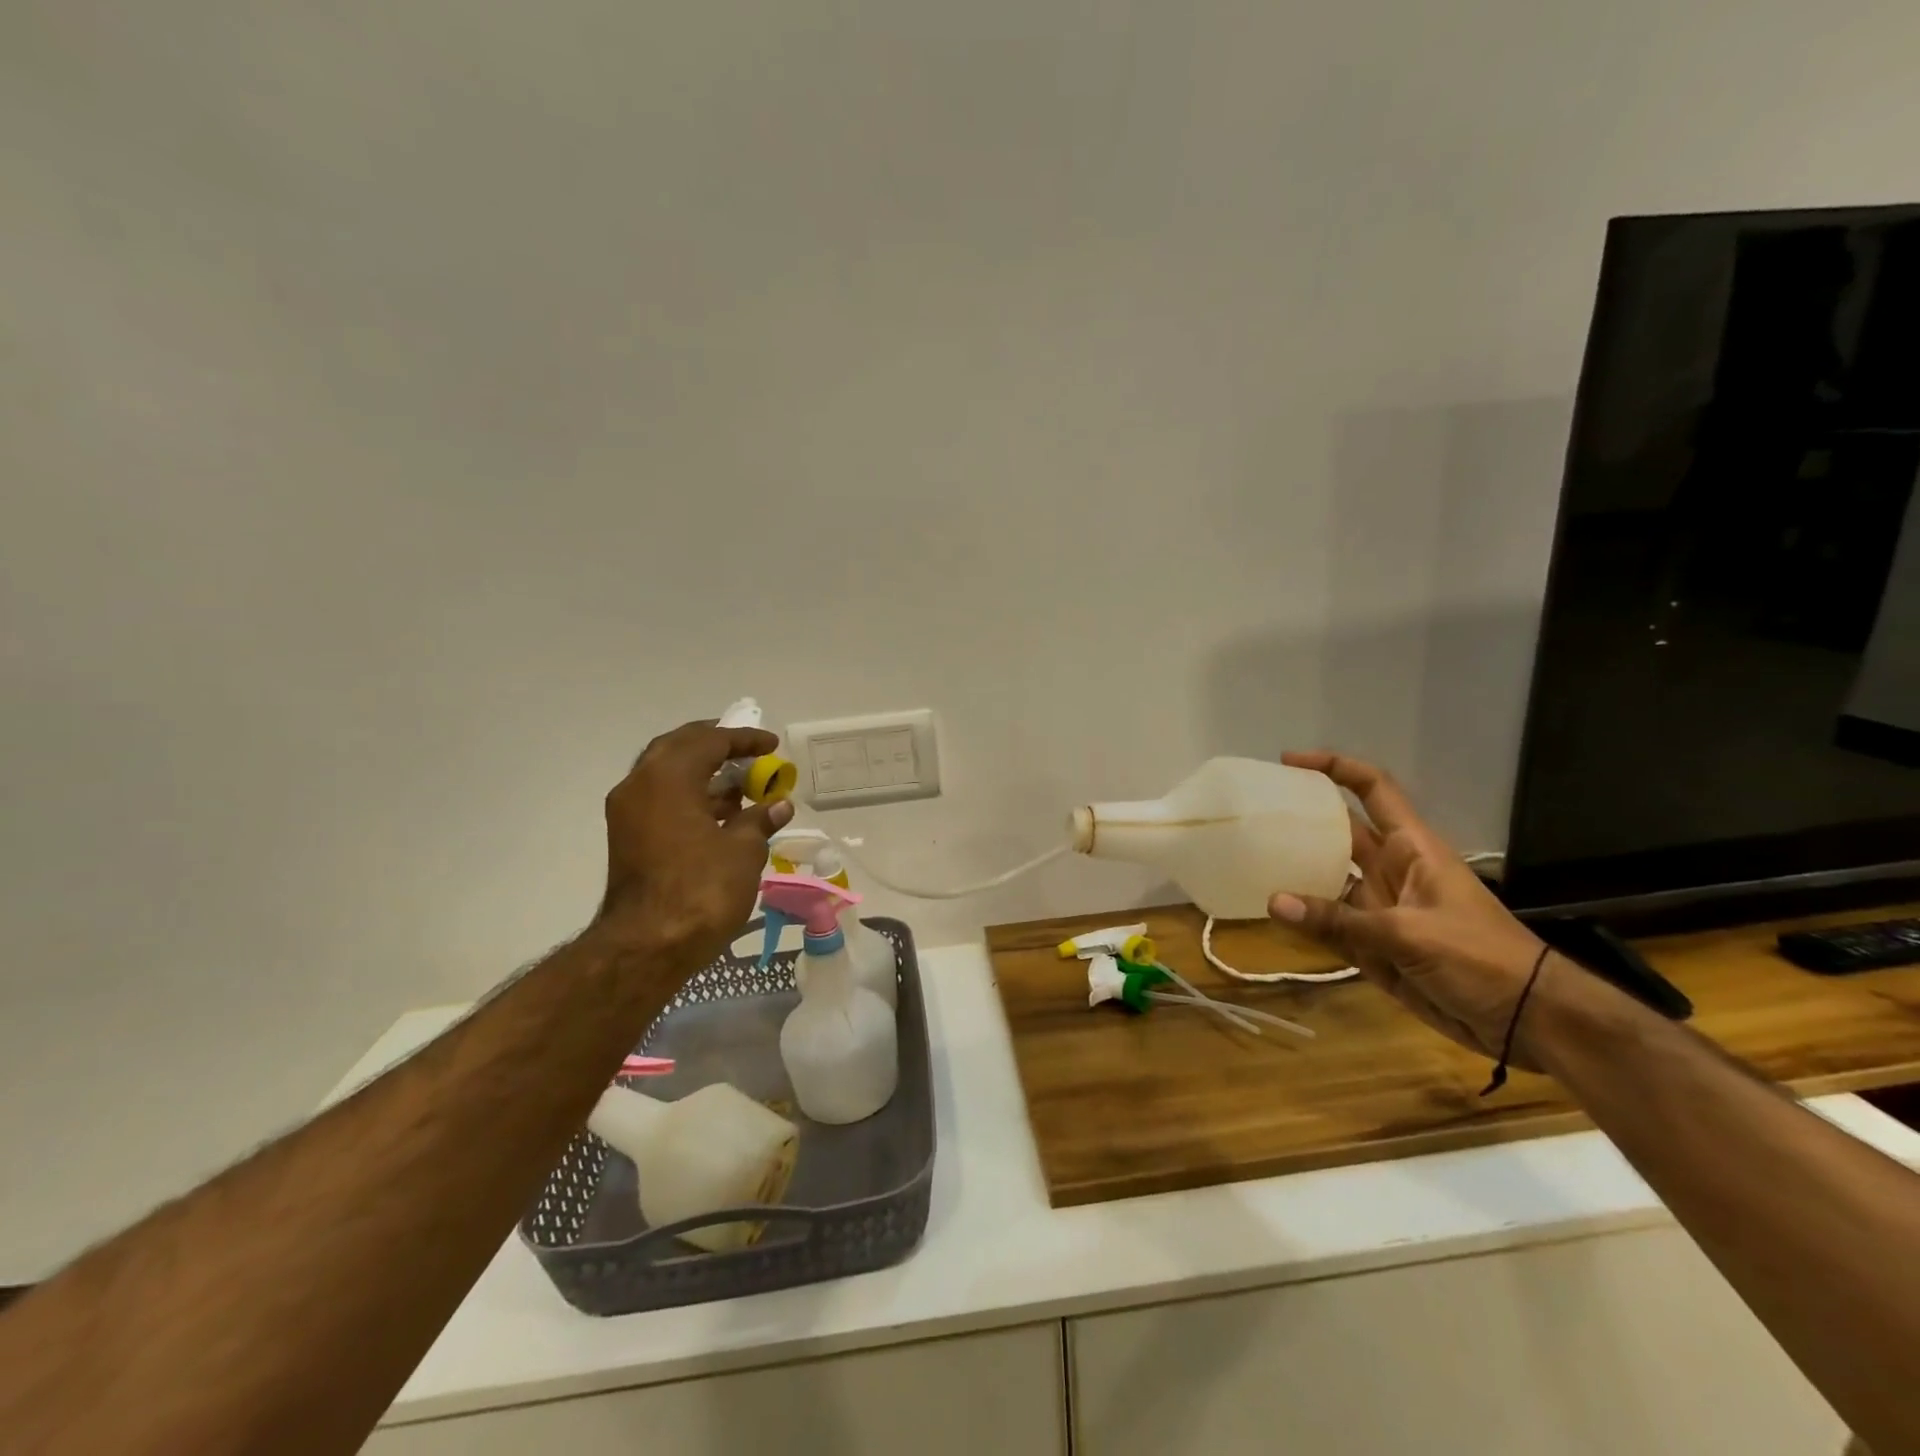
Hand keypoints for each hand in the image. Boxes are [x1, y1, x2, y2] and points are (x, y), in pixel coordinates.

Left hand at [595, 721, 794, 968]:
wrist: (647, 947)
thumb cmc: (701, 890)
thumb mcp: (743, 851)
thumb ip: (760, 819)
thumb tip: (779, 804)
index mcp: (668, 778)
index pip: (709, 741)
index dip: (744, 740)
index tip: (772, 744)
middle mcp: (640, 785)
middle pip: (679, 747)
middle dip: (715, 745)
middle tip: (747, 751)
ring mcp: (628, 812)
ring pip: (667, 774)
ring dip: (703, 773)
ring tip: (741, 785)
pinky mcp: (628, 837)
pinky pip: (661, 799)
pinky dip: (690, 796)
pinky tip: (721, 814)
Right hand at [1268, 751, 1551, 1067]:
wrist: (1527, 1020)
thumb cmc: (1481, 957)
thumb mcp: (1410, 934)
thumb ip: (1340, 920)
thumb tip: (1274, 902)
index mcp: (1411, 848)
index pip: (1372, 790)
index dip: (1335, 769)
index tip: (1289, 762)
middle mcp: (1390, 870)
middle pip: (1339, 832)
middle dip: (1302, 818)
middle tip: (1253, 812)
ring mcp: (1380, 909)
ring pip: (1328, 880)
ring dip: (1295, 871)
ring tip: (1248, 858)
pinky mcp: (1373, 945)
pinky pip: (1329, 925)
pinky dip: (1302, 920)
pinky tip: (1270, 911)